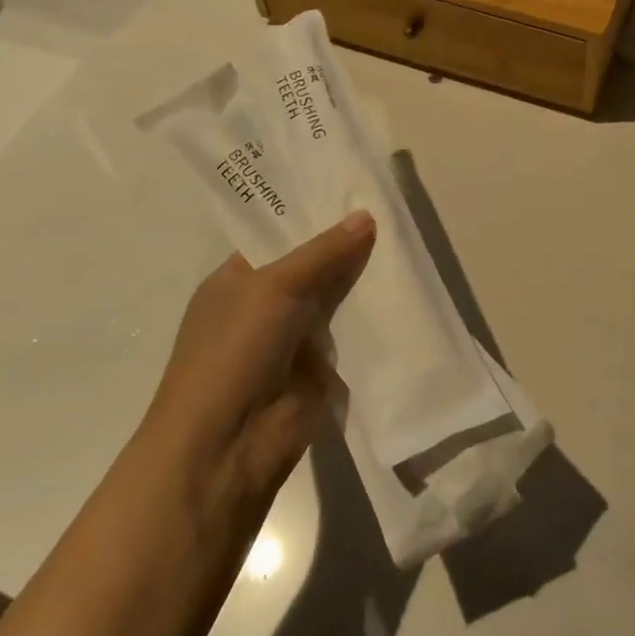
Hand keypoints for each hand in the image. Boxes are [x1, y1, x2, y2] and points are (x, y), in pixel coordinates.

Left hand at [144, 212, 375, 528]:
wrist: (227, 445)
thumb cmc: (234, 351)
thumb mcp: (275, 287)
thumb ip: (323, 252)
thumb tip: (366, 216)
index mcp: (235, 279)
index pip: (276, 235)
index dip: (312, 215)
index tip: (354, 190)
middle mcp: (262, 305)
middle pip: (311, 265)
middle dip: (345, 245)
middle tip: (392, 211)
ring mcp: (291, 339)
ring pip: (334, 298)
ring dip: (363, 281)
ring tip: (407, 243)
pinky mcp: (318, 369)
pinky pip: (350, 333)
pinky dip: (372, 318)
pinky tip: (406, 292)